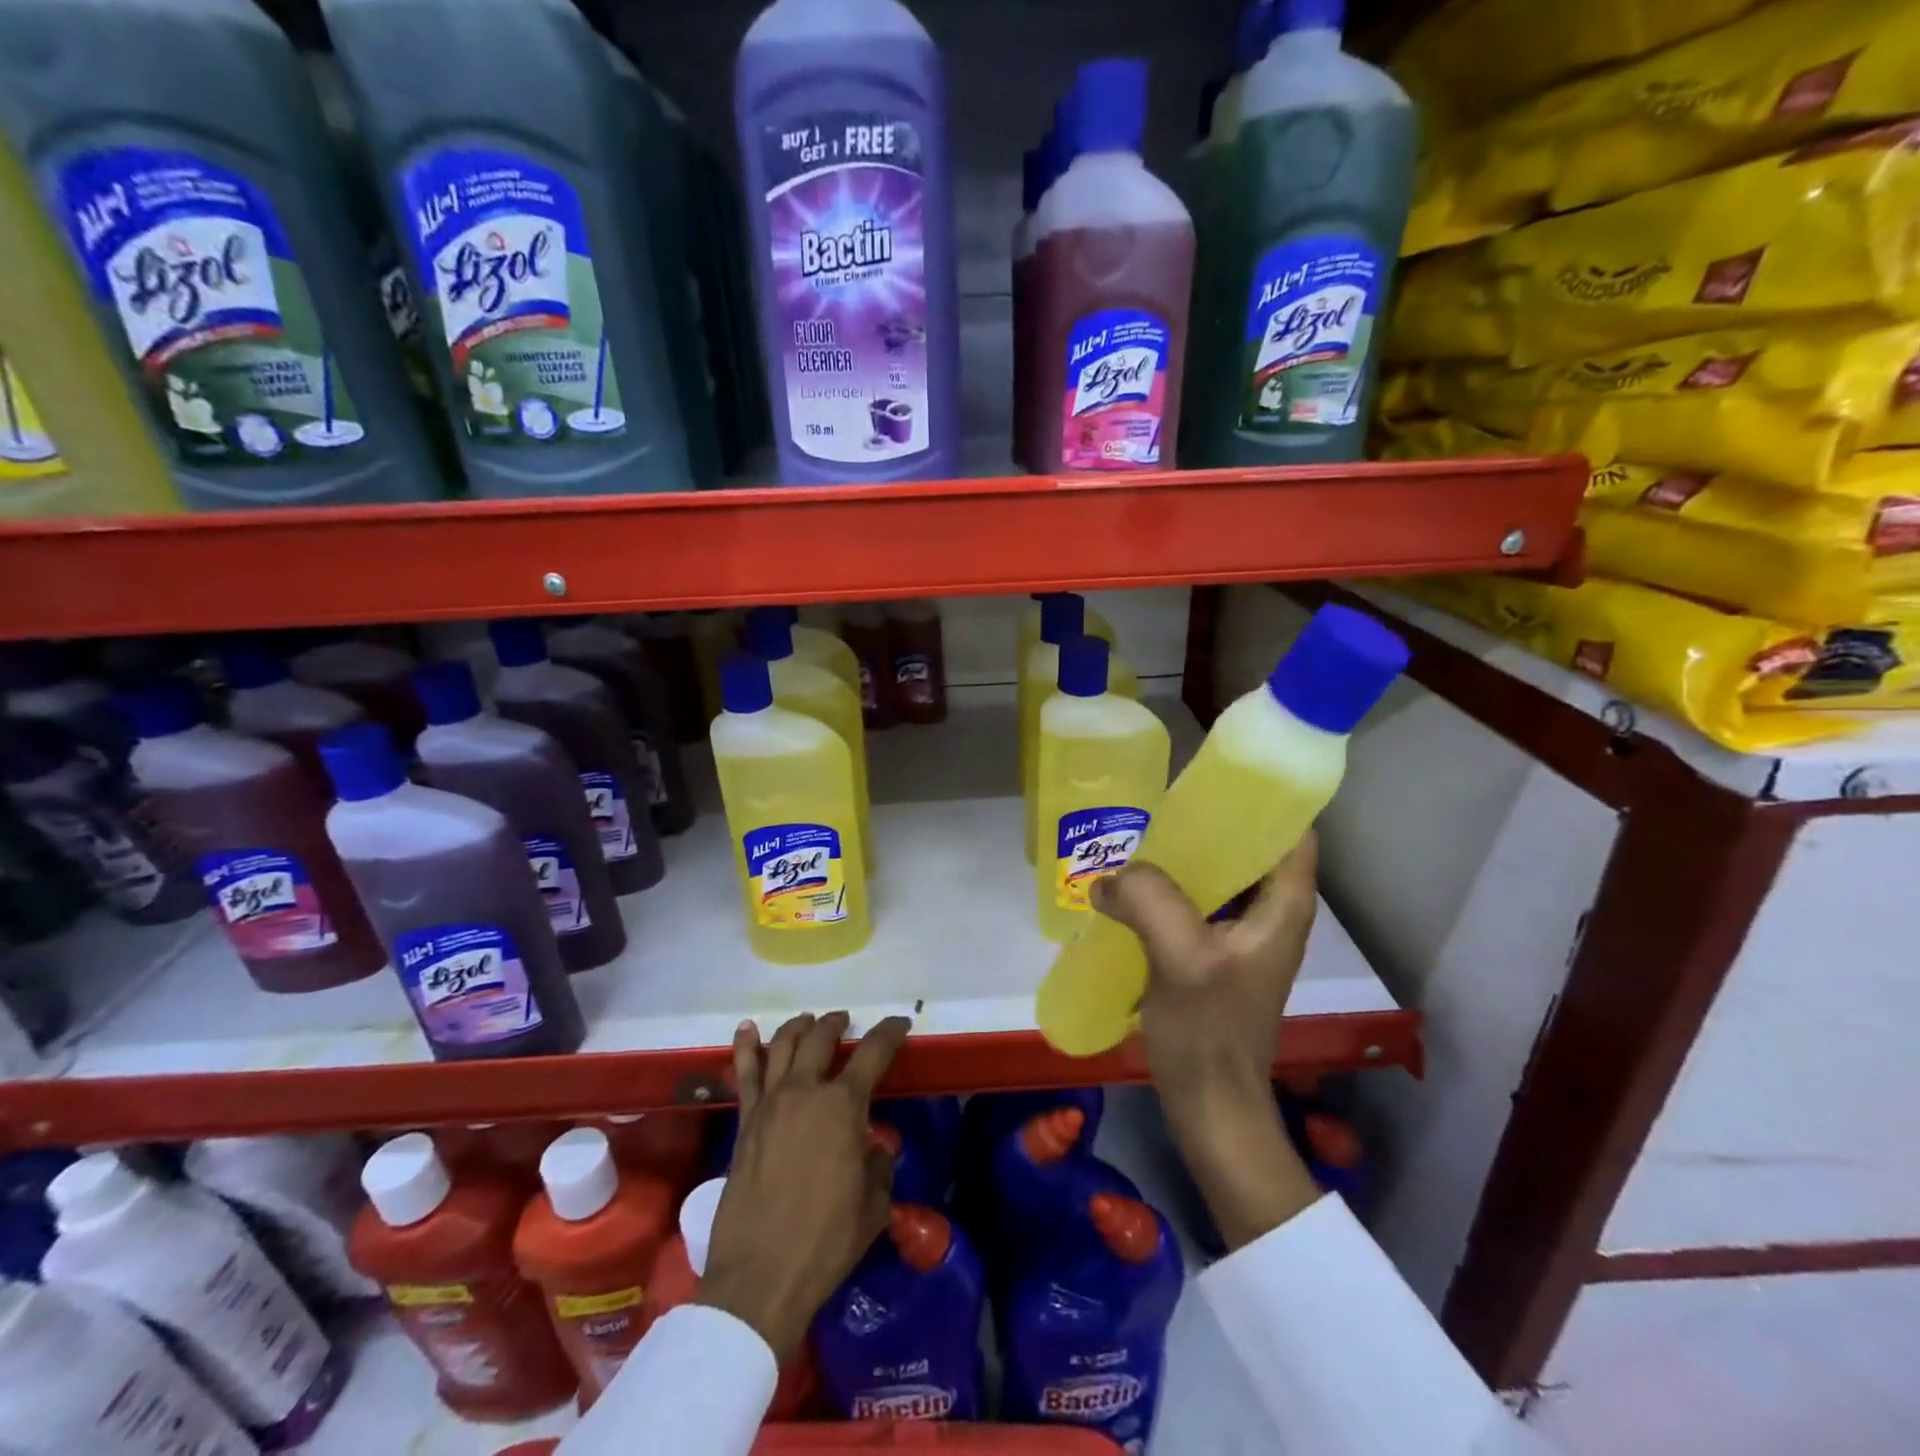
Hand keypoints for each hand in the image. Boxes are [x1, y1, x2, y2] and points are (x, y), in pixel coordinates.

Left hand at [697, 1011, 910, 1359]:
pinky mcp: (744, 1122)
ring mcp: (769, 1104)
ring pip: (782, 1045)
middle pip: (821, 1037)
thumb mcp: (873, 1205)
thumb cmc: (826, 1242)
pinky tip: (748, 1029)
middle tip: (845, 1021)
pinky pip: (744, 1073)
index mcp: (844, 1106)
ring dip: (799, 1026)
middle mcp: (805, 1091)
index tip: (900, 1023)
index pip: (873, 1053)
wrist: (760, 1278)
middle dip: (836, 1023)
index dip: (890, 1032)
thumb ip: (877, 1166)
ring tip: (808, 1021)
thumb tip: (870, 1149)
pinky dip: (747, 1046)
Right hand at [1089, 834, 1322, 1248]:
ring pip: (1215, 874)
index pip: (1291, 830)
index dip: (1263, 797)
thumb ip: (1151, 902)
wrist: (1209, 1106)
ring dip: (1181, 856)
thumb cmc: (1210, 1032)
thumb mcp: (1184, 959)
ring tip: (1137, 838)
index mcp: (1283, 905)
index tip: (1214, 776)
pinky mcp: (1210, 953)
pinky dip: (1164, 889)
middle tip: (1159, 805)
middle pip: (1247, 846)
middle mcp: (1268, 912)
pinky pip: (1190, 902)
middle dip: (1206, 822)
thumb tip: (1108, 877)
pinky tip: (1127, 886)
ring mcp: (1239, 934)